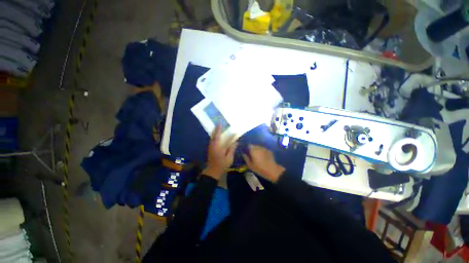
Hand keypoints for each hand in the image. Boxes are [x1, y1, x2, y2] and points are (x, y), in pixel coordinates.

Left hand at [202, 124, 236, 179]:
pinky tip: (217, 135)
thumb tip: (236, 142)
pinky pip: (212, 139)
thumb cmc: (222, 164)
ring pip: (212, 136)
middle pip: (214, 134)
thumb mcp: (229, 158)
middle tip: (220, 123)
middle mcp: (213, 145)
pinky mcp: (210, 148)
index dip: (220, 129)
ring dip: (215, 131)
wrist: (213, 170)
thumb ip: (232, 149)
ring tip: (219, 127)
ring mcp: (210, 146)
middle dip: (217, 128)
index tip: (222, 123)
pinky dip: (214, 135)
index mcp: (217, 146)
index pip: (219, 136)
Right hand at [242, 145, 284, 182]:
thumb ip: (246, 158)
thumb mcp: (250, 165)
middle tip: (251, 155)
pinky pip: (263, 150)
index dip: (247, 148)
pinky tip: (262, 157)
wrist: (272, 170)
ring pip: (258, 147)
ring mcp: (264, 148)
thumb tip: (243, 154)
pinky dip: (262, 152)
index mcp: (253, 150)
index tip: (246, 153)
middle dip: (252, 149)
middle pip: (253, 146)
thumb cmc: (259, 168)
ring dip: (257, 150)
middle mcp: (259, 147)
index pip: (248, 145)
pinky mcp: (269, 151)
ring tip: (257, 156)